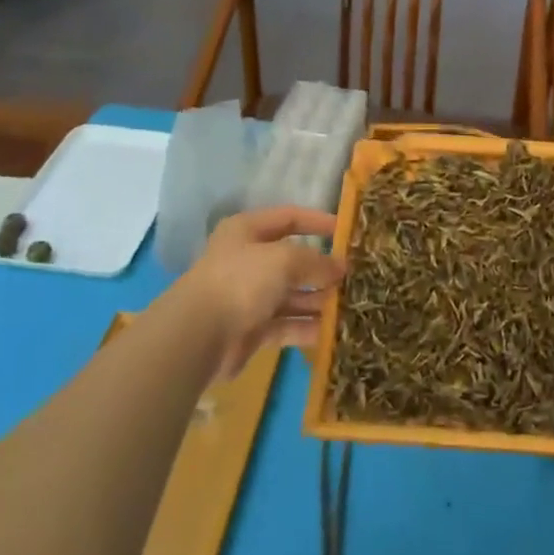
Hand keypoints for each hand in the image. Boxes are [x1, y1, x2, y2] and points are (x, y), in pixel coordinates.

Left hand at [181, 206, 341, 377]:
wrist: (198, 337)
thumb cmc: (241, 281)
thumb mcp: (285, 259)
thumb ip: (316, 261)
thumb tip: (340, 267)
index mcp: (247, 231)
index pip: (288, 218)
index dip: (317, 221)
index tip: (346, 231)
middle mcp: (248, 261)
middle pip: (292, 260)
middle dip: (322, 268)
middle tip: (355, 275)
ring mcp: (249, 297)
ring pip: (292, 295)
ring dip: (319, 299)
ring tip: (352, 304)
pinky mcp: (252, 330)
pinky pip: (287, 324)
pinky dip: (308, 327)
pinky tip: (334, 330)